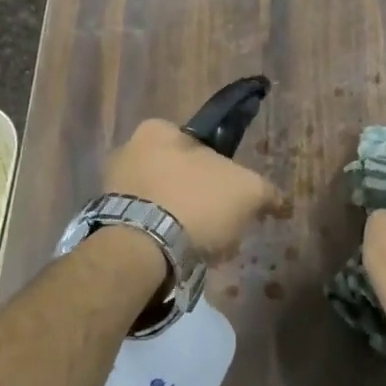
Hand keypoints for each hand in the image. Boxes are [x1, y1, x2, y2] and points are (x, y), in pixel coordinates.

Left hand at [104, 118, 279, 256]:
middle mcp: (128, 149)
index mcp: (158, 129)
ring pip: (163, 201)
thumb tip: (279, 202)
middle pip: (179, 174)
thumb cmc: (195, 203)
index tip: (231, 197)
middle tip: (220, 225)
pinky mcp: (106, 221)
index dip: (220, 170)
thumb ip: (265, 191)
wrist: (141, 249)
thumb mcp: (247, 191)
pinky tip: (179, 256)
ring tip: (202, 248)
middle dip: (200, 198)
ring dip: (181, 221)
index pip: (198, 144)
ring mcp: (112, 187)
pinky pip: (145, 225)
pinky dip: (162, 238)